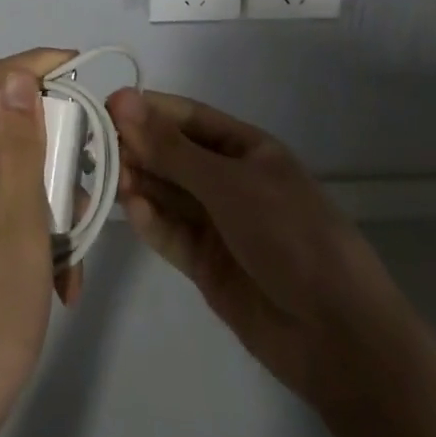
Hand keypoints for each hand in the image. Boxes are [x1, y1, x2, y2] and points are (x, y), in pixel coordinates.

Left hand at [0, 49, 77, 436]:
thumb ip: (20, 147)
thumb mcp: (18, 223)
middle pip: (11, 127)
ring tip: (77, 248)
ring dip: (56, 200)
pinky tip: (62, 281)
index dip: (36, 64)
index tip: (84, 72)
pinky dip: (43, 234)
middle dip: (58, 147)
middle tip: (91, 186)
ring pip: (20, 174)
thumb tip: (17, 76)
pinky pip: (13, 214)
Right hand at [104, 87, 407, 403]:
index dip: (148, 110)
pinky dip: (151, 222)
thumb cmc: (290, 236)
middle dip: (138, 148)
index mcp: (246, 149)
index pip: (187, 118)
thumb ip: (171, 149)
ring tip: (110, 179)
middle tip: (97, 146)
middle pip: (172, 155)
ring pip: (167, 193)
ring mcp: (217, 224)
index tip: (106, 107)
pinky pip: (171, 233)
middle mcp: (228, 181)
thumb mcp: (229, 184)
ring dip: (139, 183)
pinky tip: (133, 211)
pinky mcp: (205, 264)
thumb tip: (121, 100)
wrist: (339, 336)